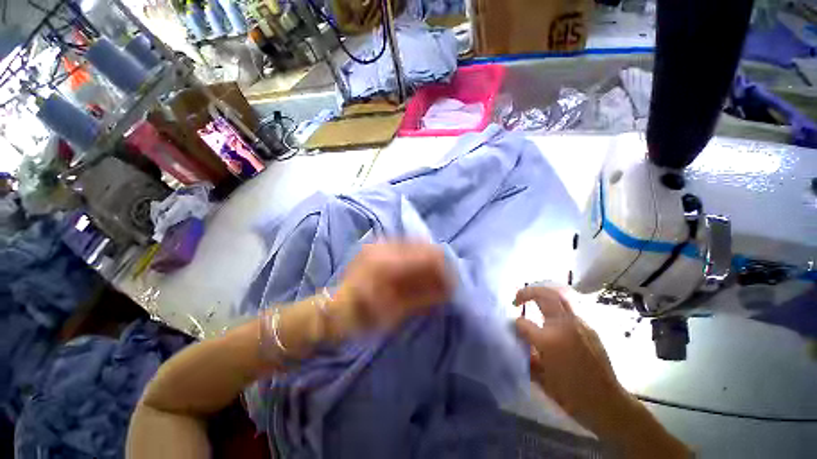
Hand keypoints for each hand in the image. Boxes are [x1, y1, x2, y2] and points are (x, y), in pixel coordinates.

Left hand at [330, 242, 451, 338]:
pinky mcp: (378, 245)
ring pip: (416, 243)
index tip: (453, 283)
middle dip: (438, 263)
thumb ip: (425, 296)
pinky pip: (405, 245)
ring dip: (427, 259)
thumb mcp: (397, 311)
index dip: (445, 268)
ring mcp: (380, 243)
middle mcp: (385, 246)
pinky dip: (415, 257)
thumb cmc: (365, 315)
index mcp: (389, 263)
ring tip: (430, 276)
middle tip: (443, 281)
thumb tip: (449, 288)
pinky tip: (416, 270)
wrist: (336, 308)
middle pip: (424, 246)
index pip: (428, 256)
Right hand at [513, 285, 626, 435]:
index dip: (515, 324)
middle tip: (518, 298)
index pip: (523, 322)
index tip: (514, 327)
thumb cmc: (570, 394)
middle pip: (544, 295)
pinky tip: (552, 314)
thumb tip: (517, 337)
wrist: (606, 403)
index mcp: (549, 340)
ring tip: (533, 299)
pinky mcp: (589, 327)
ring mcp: (579, 324)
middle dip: (527, 292)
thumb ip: (525, 353)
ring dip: (542, 294)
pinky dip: (555, 304)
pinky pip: (569, 308)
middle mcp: (565, 326)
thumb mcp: (540, 377)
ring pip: (559, 296)